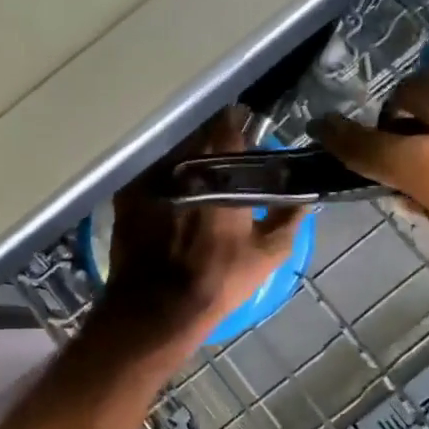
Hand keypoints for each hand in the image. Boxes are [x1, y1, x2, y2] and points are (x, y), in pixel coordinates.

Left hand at [101, 109, 303, 351]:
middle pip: (197, 134)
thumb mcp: (267, 254)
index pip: (228, 125)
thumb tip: (302, 197)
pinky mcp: (127, 193)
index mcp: (218, 172)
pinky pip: (147, 171)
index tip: (244, 125)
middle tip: (221, 153)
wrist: (156, 306)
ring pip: (171, 151)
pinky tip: (167, 189)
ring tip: (194, 170)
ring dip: (184, 155)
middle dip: (210, 138)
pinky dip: (160, 175)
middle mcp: (181, 164)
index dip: (237, 122)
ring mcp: (149, 176)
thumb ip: (288, 219)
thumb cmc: (218, 278)